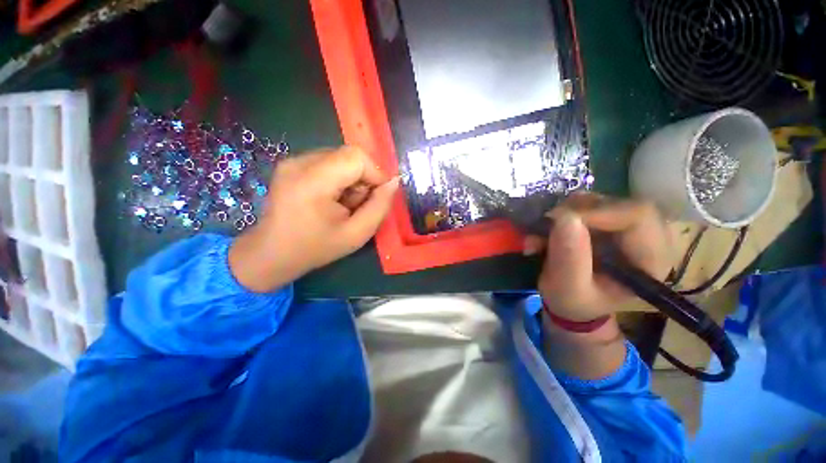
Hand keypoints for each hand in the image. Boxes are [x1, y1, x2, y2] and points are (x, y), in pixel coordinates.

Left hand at [229, 146, 398, 291]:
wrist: (271, 254)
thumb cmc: (315, 248)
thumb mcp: (357, 234)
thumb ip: (379, 207)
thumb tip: (394, 182)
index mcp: (313, 181)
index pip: (356, 156)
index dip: (375, 173)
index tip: (377, 196)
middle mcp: (299, 162)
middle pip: (349, 155)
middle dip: (363, 179)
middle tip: (356, 205)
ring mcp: (292, 161)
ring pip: (340, 158)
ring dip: (351, 179)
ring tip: (342, 204)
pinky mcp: (291, 164)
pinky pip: (328, 162)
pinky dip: (339, 178)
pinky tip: (330, 198)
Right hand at [525, 194, 671, 321]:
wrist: (572, 302)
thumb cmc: (573, 302)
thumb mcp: (567, 288)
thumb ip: (568, 257)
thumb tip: (565, 217)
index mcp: (650, 260)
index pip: (638, 215)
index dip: (598, 211)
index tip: (560, 221)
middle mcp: (647, 238)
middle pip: (619, 203)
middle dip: (576, 211)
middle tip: (547, 225)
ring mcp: (627, 227)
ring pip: (598, 201)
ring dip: (563, 214)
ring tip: (541, 234)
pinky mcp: (608, 222)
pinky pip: (585, 205)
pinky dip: (560, 214)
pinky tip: (546, 231)